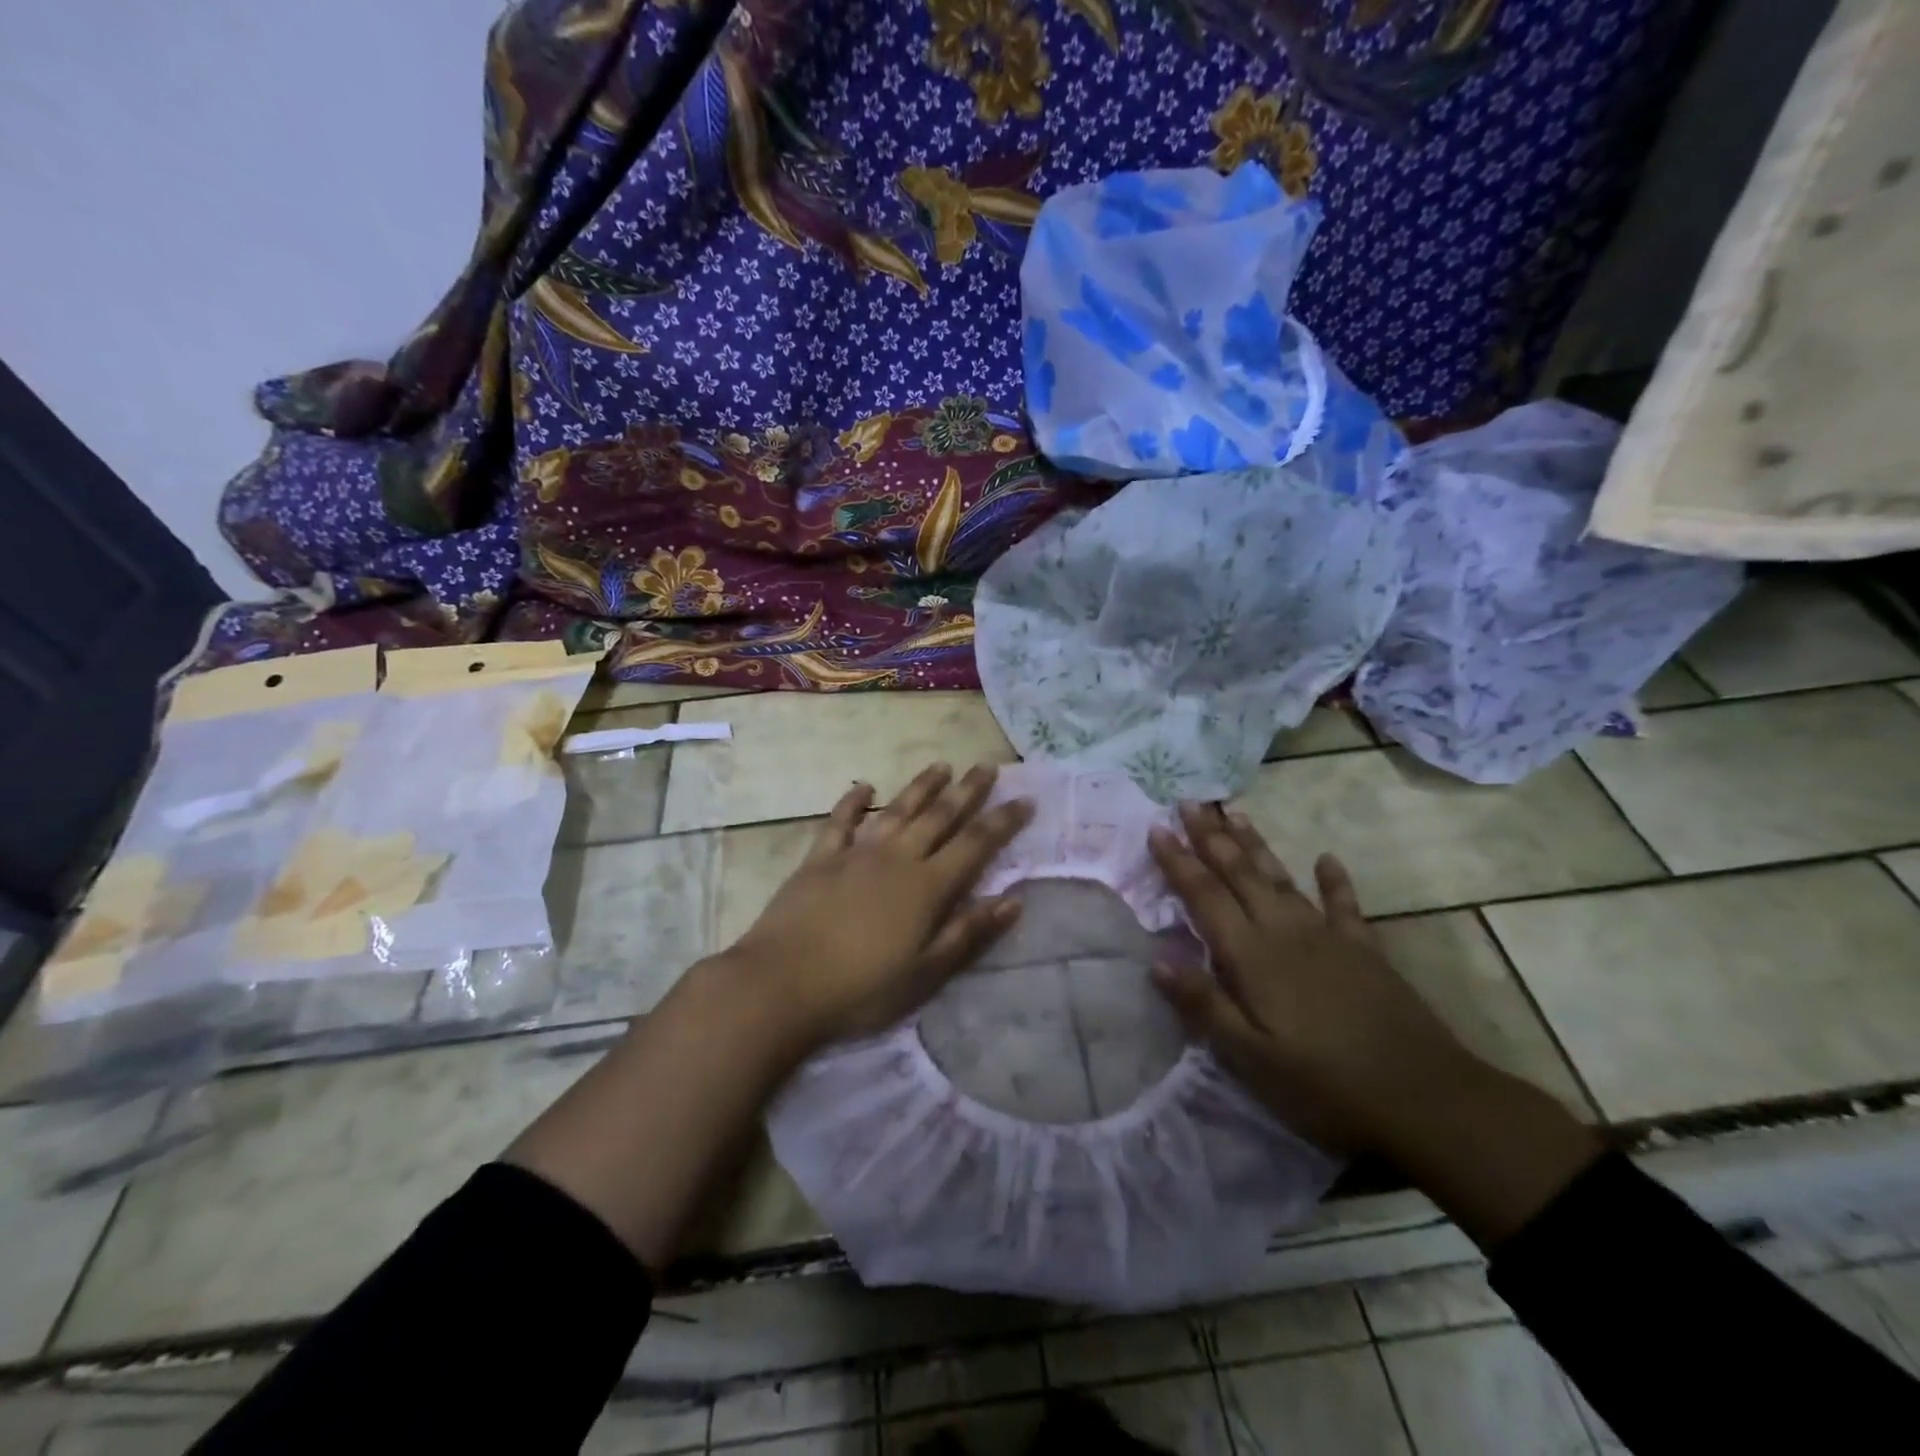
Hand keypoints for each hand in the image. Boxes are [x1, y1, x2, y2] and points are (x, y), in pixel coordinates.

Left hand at [726, 762, 1033, 1048]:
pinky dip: (852, 802)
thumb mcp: (925, 973)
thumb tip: (1013, 901)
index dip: (1002, 821)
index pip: (975, 844)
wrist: (782, 985)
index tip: (1024, 799)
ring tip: (942, 766)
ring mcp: (855, 854)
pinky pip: (840, 822)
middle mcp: (896, 859)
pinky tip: (864, 787)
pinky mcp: (819, 859)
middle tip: (987, 766)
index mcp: (927, 887)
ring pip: (896, 810)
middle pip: (939, 816)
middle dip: (967, 791)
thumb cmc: (861, 989)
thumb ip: (969, 933)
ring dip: (921, 787)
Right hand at [1147, 803, 1476, 1157]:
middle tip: (1189, 803)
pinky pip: (1344, 905)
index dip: (1178, 862)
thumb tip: (1156, 962)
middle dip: (1211, 837)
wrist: (1426, 1100)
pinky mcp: (1365, 950)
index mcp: (1252, 957)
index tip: (1156, 829)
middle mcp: (1285, 933)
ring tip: (1235, 814)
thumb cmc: (1325, 1086)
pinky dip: (1334, 881)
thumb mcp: (1251, 1059)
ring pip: (1281, 878)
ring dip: (1255, 845)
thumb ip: (1204, 1006)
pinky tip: (1327, 859)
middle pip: (1240, 874)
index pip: (1205, 897)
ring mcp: (1328, 937)